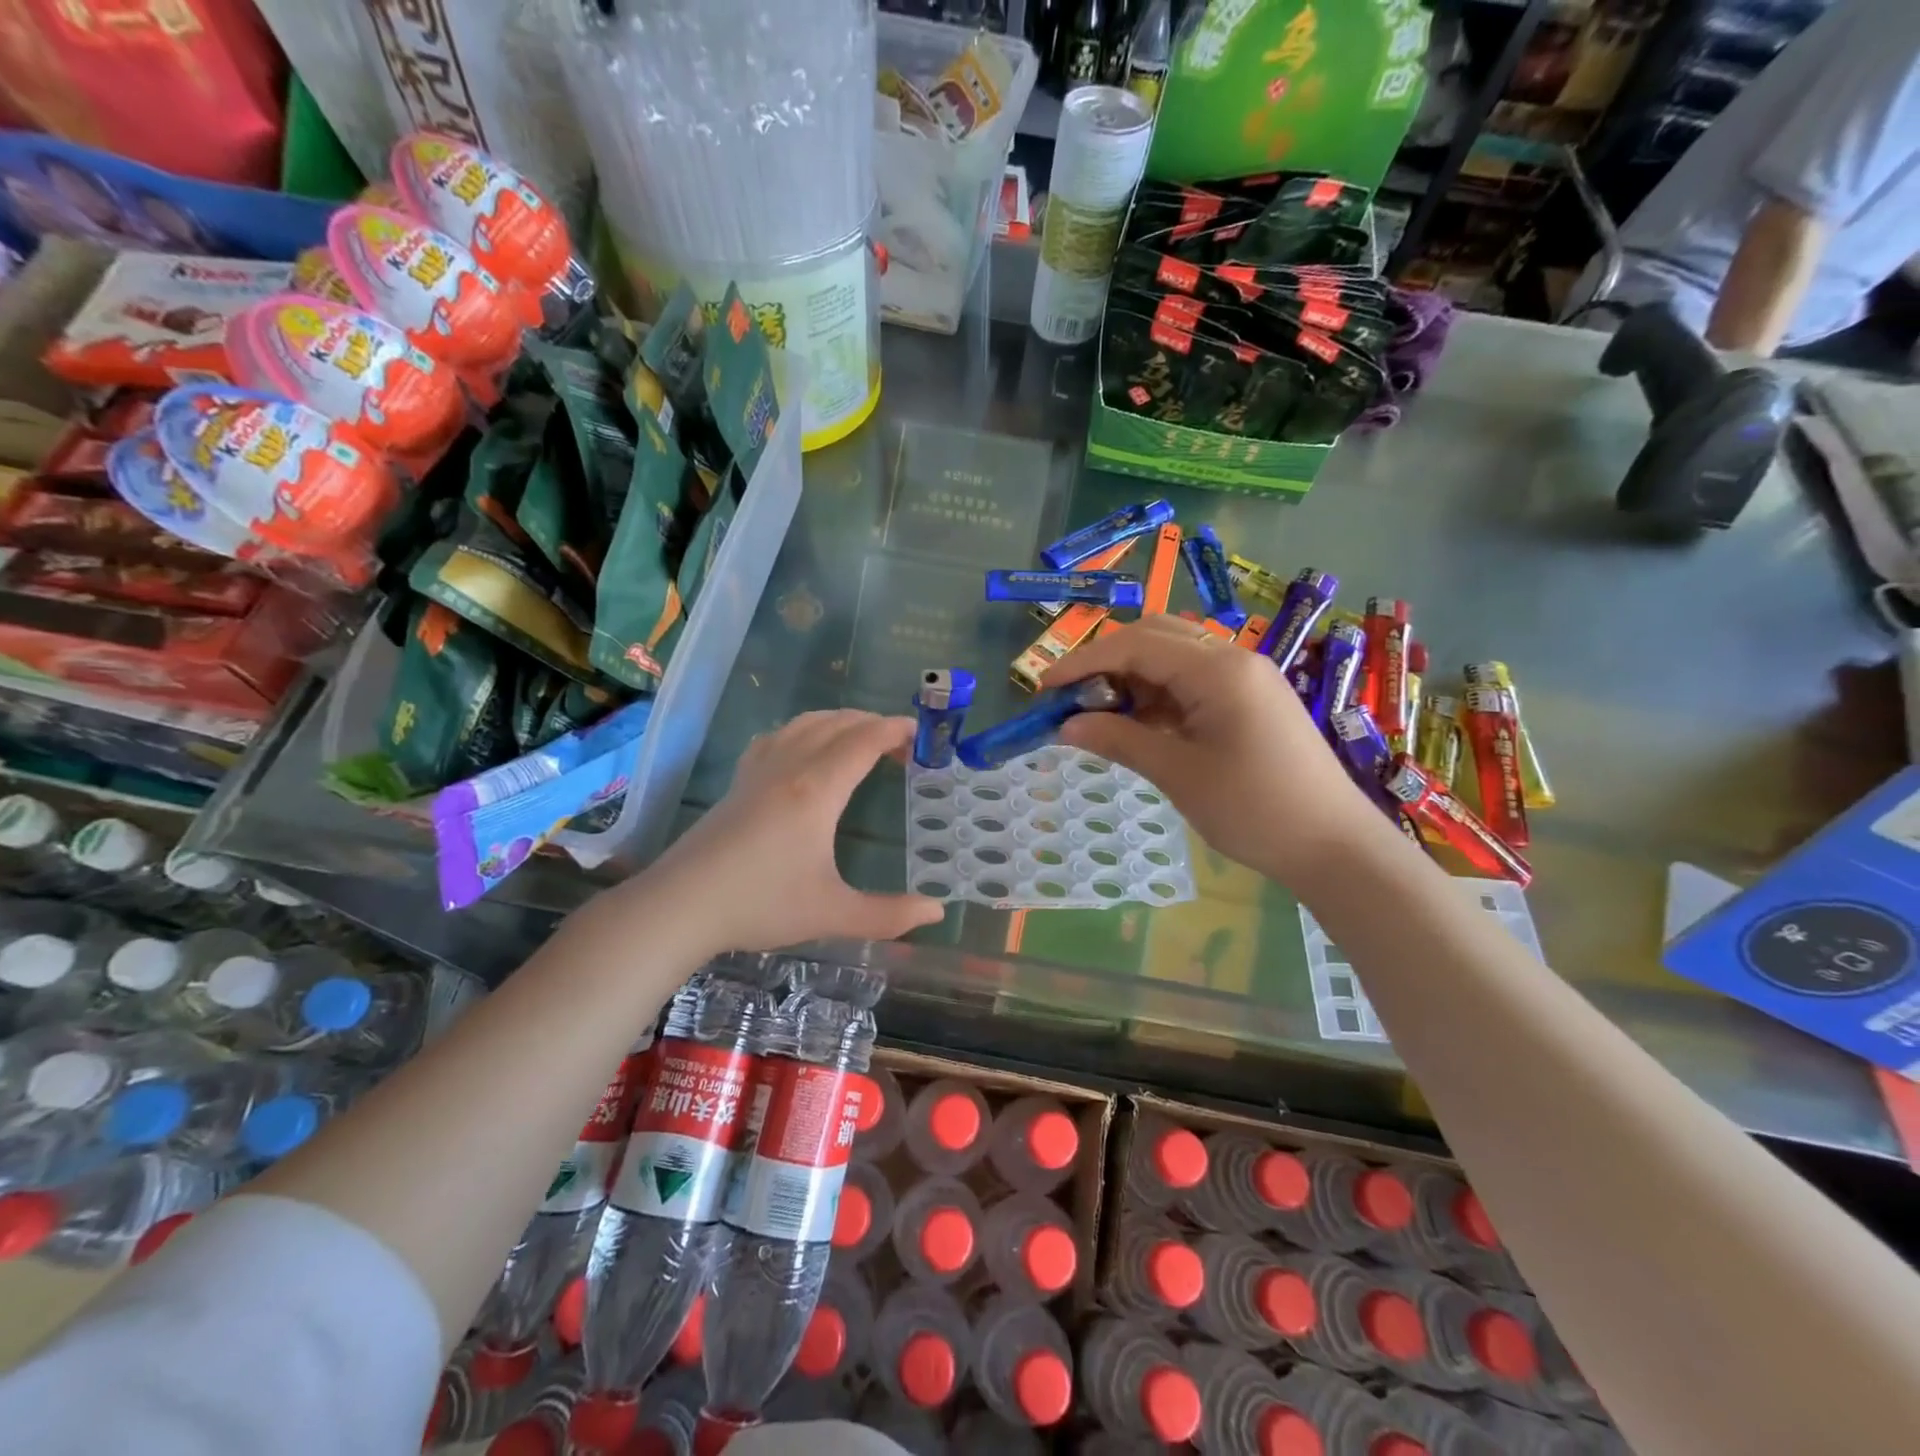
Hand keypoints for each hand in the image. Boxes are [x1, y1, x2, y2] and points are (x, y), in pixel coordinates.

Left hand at [637, 710, 946, 955]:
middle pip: (837, 724)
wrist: (681, 905)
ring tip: (860, 739)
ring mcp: (758, 770)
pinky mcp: (737, 782)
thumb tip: (937, 912)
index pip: (864, 741)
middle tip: (901, 746)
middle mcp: (789, 767)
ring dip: (839, 721)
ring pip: (804, 724)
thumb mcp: (832, 914)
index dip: (895, 731)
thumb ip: (889, 915)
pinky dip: (803, 730)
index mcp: (817, 790)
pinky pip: (776, 737)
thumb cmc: (761, 905)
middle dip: (873, 724)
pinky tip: (803, 749)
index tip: (921, 734)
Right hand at [1043, 615, 1380, 882]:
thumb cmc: (1255, 810)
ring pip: (1173, 657)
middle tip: (1072, 699)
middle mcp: (1233, 659)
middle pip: (1155, 637)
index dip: (1083, 662)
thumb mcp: (1178, 775)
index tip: (1044, 689)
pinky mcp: (1251, 699)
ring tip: (1100, 718)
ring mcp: (1246, 678)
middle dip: (1106, 662)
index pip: (1136, 644)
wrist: (1335, 845)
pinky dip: (1158, 696)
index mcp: (1218, 670)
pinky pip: (1193, 682)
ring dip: (1132, 679)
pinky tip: (1140, 726)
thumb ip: (1120, 740)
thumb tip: (1066, 726)